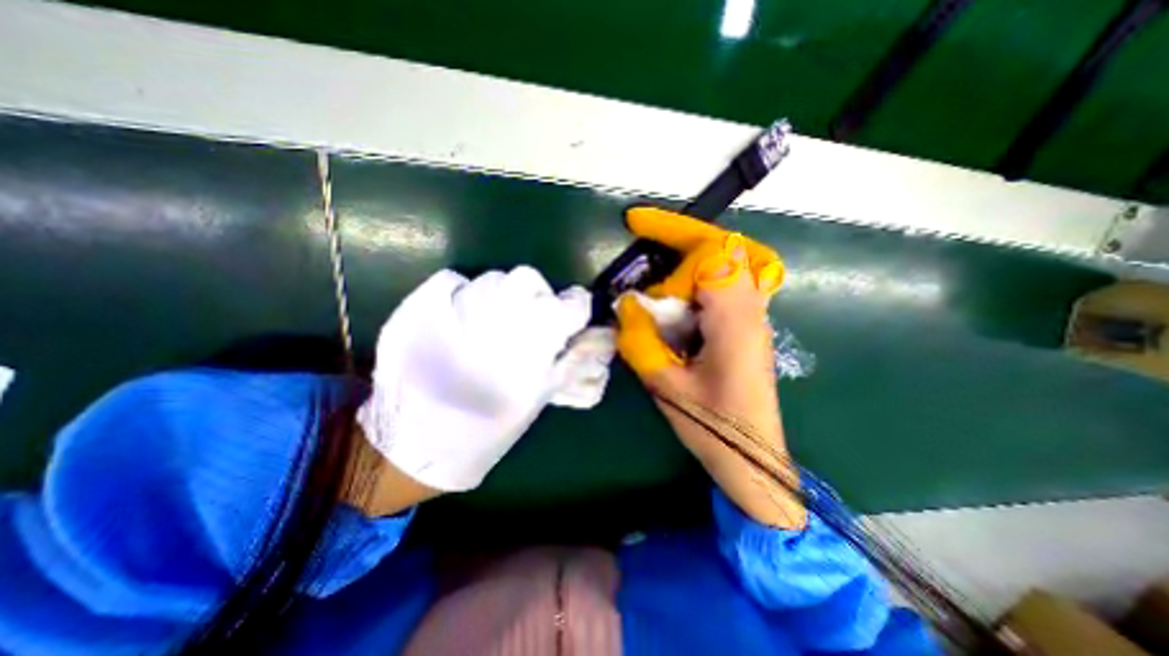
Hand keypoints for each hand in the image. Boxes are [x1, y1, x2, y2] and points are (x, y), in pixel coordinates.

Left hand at [357, 268, 594, 491]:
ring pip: (495, 279)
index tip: (572, 316)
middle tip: (530, 318)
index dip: (575, 308)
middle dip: (537, 295)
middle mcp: (502, 311)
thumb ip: (571, 361)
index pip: (572, 303)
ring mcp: (460, 304)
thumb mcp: (540, 396)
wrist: (419, 440)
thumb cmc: (490, 425)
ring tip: (493, 322)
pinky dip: (464, 292)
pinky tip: (461, 316)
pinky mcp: (424, 307)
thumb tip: (598, 337)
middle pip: (530, 280)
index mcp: (536, 335)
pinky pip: (454, 281)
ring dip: (503, 295)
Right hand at [613, 209, 803, 529]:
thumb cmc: (715, 428)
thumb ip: (642, 341)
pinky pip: (721, 287)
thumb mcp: (667, 386)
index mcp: (735, 320)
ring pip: (724, 265)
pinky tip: (669, 303)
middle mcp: (751, 309)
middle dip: (679, 237)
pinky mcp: (745, 328)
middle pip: (723, 248)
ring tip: (651, 272)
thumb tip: (626, 304)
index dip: (673, 236)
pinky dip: (692, 282)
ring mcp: (752, 317)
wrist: (754, 460)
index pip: (712, 253)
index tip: (636, 227)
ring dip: (685, 260)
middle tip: (642, 229)